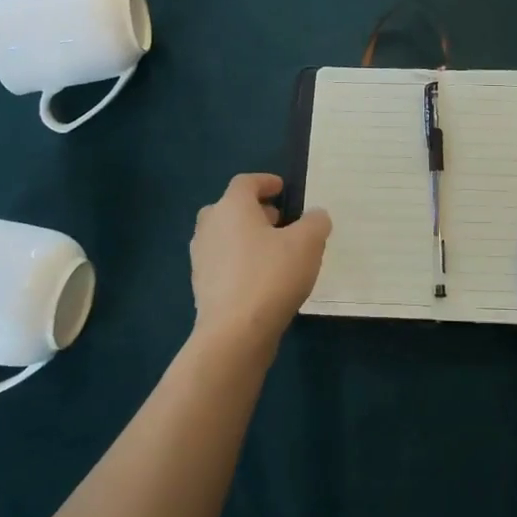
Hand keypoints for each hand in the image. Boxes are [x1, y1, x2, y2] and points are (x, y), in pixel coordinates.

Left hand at [189, 173, 331, 347]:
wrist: (234, 334)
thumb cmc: (271, 276)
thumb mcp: (307, 243)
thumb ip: (315, 222)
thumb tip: (316, 216)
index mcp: (231, 207)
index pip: (245, 182)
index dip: (265, 182)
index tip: (281, 188)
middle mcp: (210, 227)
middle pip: (230, 208)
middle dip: (254, 211)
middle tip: (279, 220)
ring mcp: (201, 258)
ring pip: (225, 237)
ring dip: (246, 237)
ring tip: (274, 251)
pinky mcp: (201, 287)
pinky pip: (223, 263)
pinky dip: (240, 262)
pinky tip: (262, 279)